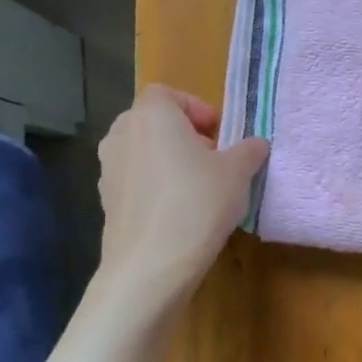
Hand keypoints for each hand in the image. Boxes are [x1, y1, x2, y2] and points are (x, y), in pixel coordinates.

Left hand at [96, 85, 268, 311]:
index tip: (218, 133)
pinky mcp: (106, 202)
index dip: (196, 108)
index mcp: (152, 116)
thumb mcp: (238, 172)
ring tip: (198, 187)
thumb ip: (249, 150)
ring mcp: (108, 170)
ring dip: (168, 160)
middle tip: (212, 158)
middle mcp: (122, 135)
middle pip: (153, 122)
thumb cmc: (197, 203)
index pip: (168, 94)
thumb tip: (256, 145)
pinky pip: (135, 181)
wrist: (150, 267)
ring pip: (142, 152)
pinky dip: (155, 187)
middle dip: (183, 135)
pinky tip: (179, 213)